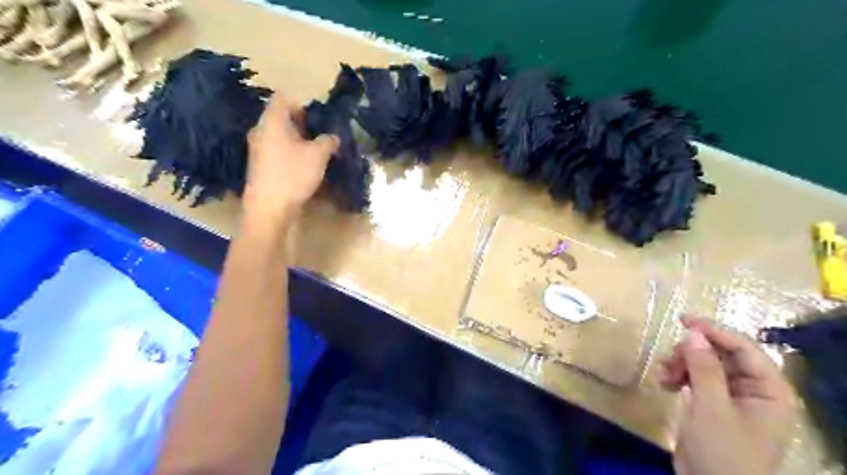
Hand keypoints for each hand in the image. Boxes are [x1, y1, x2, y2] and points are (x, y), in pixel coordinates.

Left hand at [244, 93, 340, 220]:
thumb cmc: (293, 174)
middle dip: (303, 125)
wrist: (270, 208)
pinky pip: (278, 151)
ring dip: (299, 141)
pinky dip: (292, 154)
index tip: (318, 119)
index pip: (283, 98)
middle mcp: (261, 131)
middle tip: (321, 136)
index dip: (302, 104)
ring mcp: (259, 149)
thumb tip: (333, 137)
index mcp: (272, 121)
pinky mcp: (262, 166)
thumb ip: (328, 141)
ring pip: (281, 136)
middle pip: (282, 117)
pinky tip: (305, 167)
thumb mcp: (318, 155)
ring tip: (317, 153)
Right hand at [661, 316, 795, 474]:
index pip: (744, 349)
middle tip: (669, 356)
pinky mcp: (712, 405)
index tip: (683, 321)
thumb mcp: (711, 407)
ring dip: (681, 364)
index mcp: (769, 391)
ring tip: (663, 374)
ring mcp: (732, 398)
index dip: (715, 331)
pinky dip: (678, 377)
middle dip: (692, 353)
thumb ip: (704, 368)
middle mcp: (753, 390)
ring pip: (704, 365)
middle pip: (722, 355)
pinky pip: (695, 379)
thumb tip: (693, 332)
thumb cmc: (722, 451)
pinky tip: (664, 383)